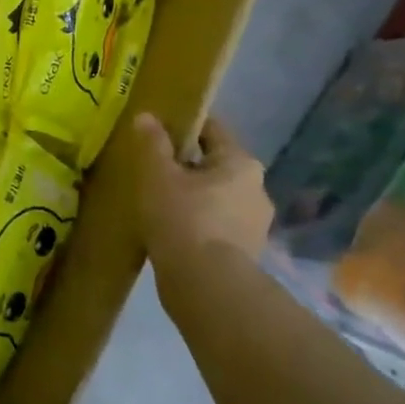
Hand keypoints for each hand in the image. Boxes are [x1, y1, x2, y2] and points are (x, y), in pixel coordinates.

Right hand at [132, 112, 273, 272]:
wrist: (207, 287)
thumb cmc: (183, 219)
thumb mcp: (158, 175)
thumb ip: (153, 143)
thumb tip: (147, 116)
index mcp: (240, 163)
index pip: (211, 129)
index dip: (183, 125)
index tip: (157, 129)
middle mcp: (257, 189)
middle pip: (215, 164)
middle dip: (187, 165)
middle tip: (154, 169)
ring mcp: (256, 224)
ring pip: (218, 197)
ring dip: (194, 196)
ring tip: (160, 202)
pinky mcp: (247, 253)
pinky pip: (218, 225)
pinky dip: (198, 223)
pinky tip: (173, 230)